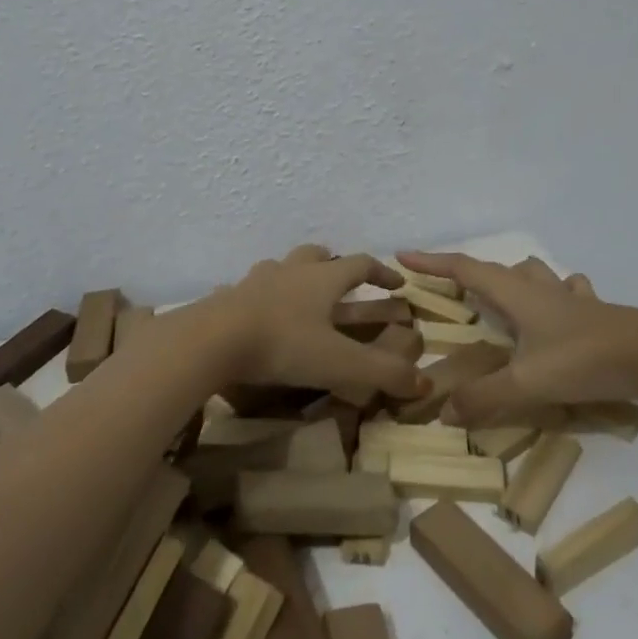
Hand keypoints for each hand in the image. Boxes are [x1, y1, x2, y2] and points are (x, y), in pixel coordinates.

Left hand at [199, 245, 425, 400]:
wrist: (213, 339)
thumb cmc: (283, 344)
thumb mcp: (339, 363)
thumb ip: (383, 372)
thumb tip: (424, 384)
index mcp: (322, 278)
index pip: (360, 263)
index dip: (382, 272)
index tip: (397, 284)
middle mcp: (290, 270)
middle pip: (316, 254)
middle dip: (333, 263)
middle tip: (342, 281)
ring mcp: (256, 280)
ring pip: (281, 266)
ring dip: (294, 275)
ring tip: (299, 295)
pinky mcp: (228, 297)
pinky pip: (247, 290)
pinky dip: (257, 297)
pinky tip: (255, 314)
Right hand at [397, 251, 637, 425]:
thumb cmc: (587, 360)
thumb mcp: (530, 384)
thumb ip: (486, 399)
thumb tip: (443, 411)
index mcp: (517, 295)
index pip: (465, 270)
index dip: (433, 263)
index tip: (403, 256)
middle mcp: (541, 289)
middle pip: (498, 269)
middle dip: (471, 275)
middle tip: (454, 292)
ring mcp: (572, 298)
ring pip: (535, 274)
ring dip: (514, 280)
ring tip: (504, 298)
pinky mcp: (598, 313)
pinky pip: (570, 292)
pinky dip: (557, 294)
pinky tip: (562, 309)